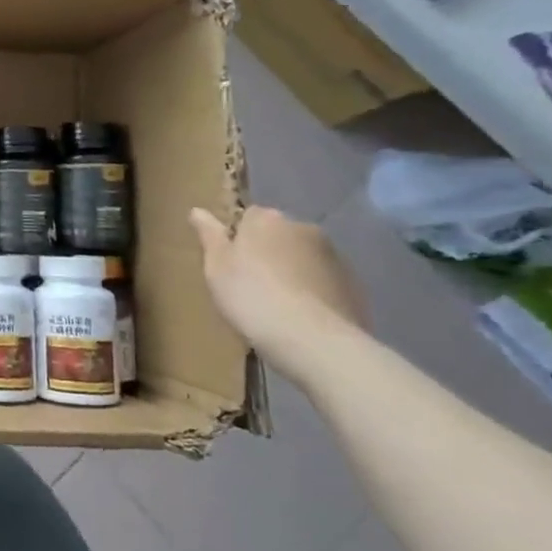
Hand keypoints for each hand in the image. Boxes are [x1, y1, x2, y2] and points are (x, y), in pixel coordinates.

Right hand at [189, 206, 365, 376]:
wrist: (312, 340)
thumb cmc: (250, 295)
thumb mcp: (216, 266)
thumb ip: (209, 235)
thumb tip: (198, 210)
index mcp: (267, 219)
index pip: (248, 216)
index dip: (237, 238)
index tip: (228, 262)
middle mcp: (304, 229)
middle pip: (278, 236)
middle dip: (267, 252)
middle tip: (249, 284)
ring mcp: (334, 257)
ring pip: (303, 258)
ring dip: (291, 272)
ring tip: (277, 305)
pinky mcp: (354, 286)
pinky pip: (323, 282)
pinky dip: (312, 292)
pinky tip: (300, 317)